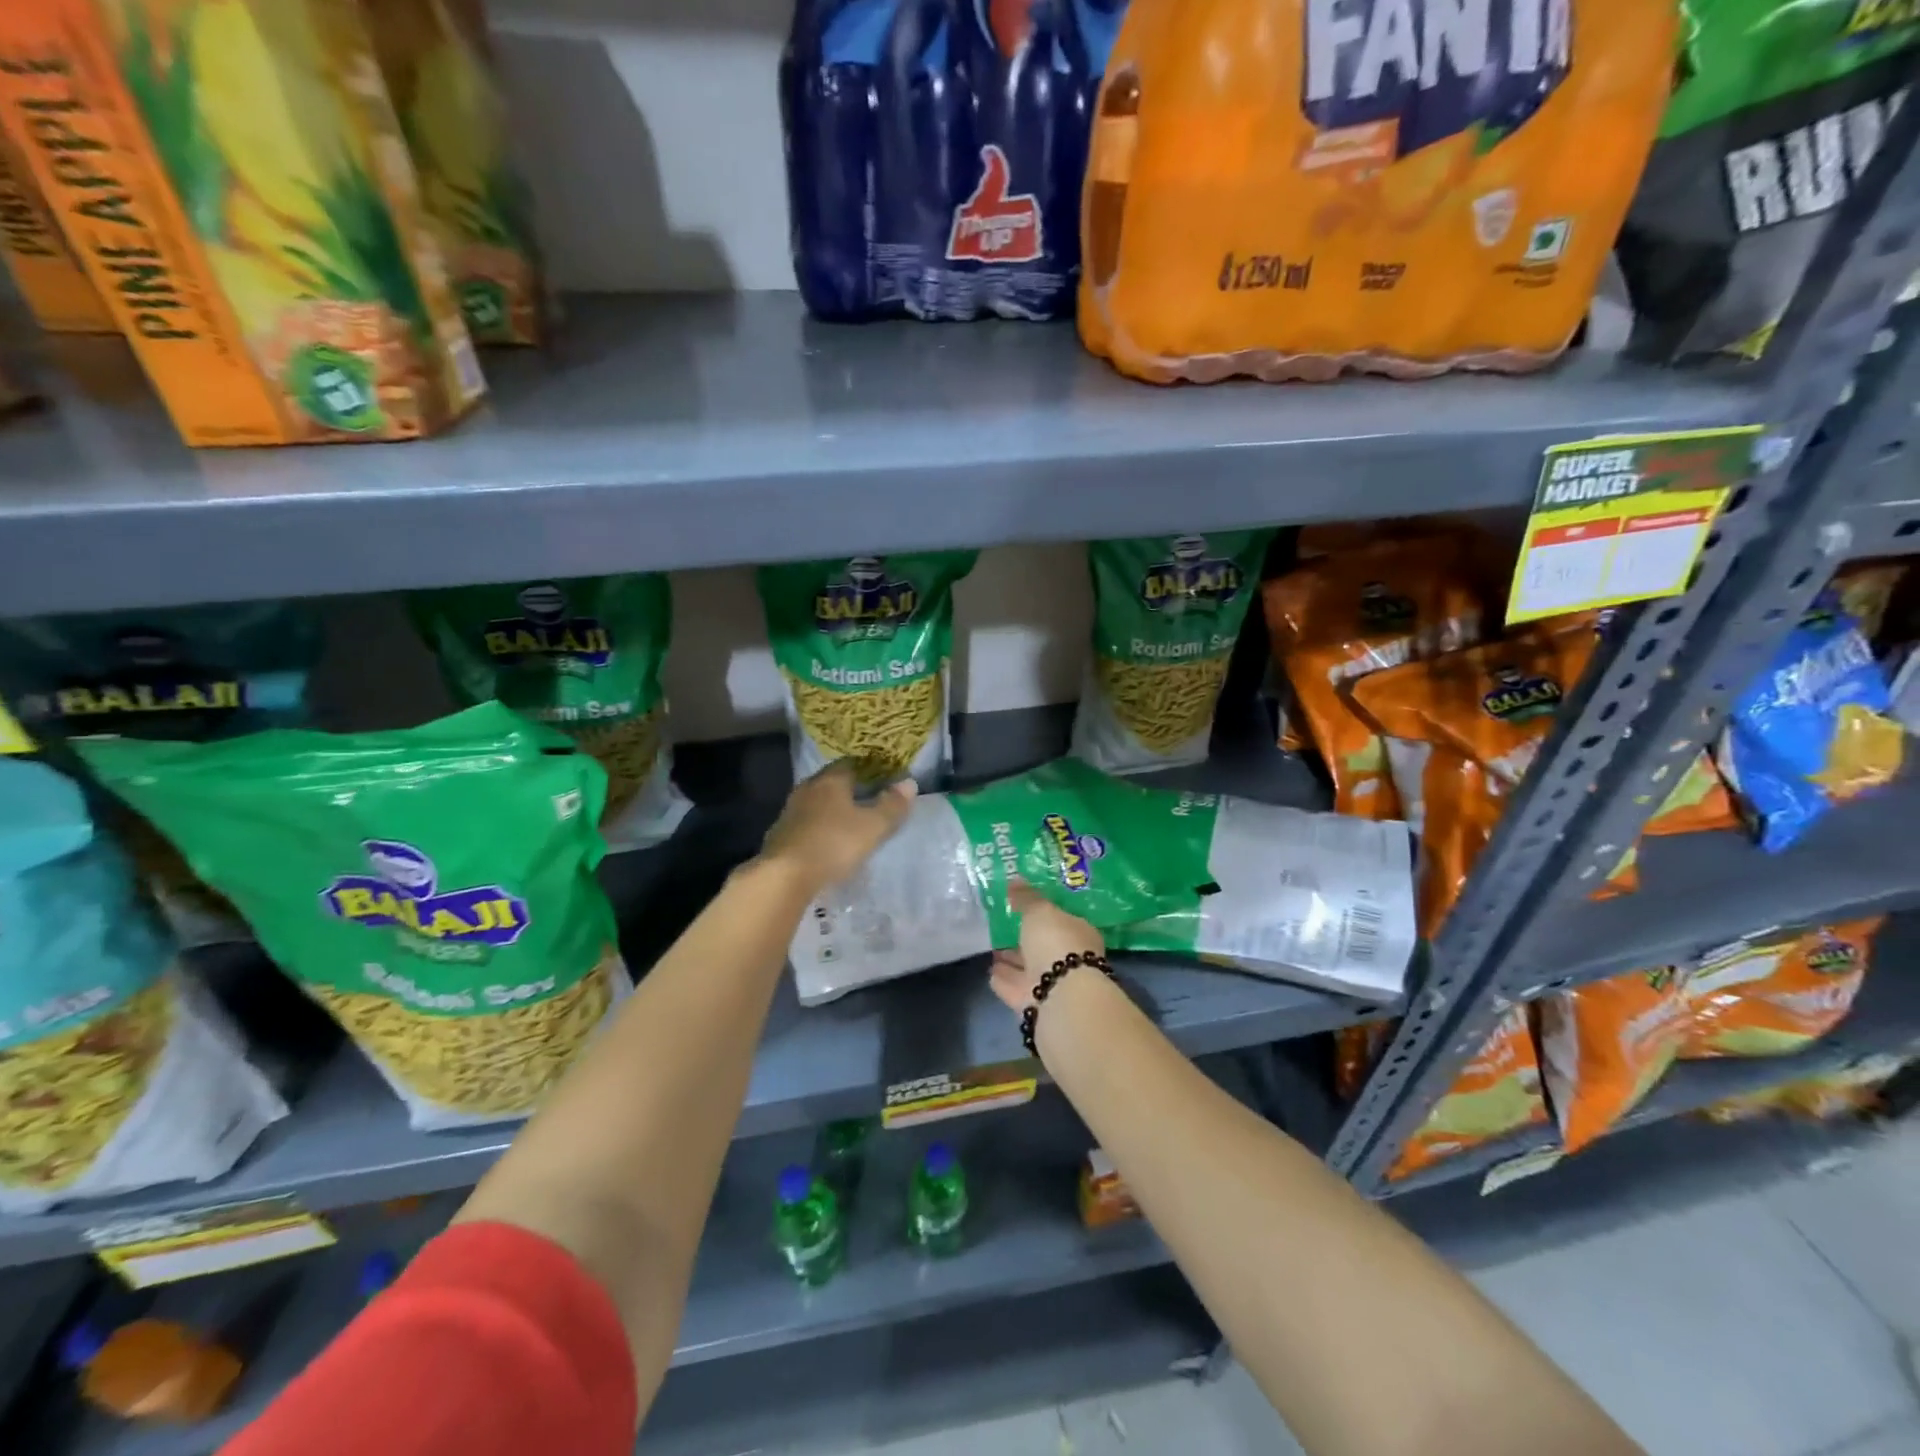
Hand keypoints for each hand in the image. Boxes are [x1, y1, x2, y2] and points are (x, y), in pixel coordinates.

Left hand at [761, 760, 915, 896]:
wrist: (784, 876)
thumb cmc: (834, 844)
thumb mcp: (873, 827)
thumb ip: (892, 805)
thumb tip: (909, 783)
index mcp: (830, 781)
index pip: (850, 764)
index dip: (867, 769)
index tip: (881, 779)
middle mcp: (807, 789)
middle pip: (830, 782)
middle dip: (848, 789)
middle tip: (867, 800)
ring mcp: (790, 812)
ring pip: (816, 803)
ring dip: (830, 809)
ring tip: (848, 822)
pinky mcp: (780, 834)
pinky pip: (805, 823)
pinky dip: (817, 828)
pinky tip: (826, 842)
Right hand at [990, 879, 1106, 1013]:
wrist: (1060, 998)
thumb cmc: (1057, 943)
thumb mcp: (1040, 911)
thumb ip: (1027, 897)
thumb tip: (1015, 879)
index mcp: (1079, 934)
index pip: (1061, 920)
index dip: (1044, 914)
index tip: (1024, 907)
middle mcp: (1070, 960)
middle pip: (1044, 946)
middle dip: (1025, 939)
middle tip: (1004, 926)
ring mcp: (1053, 984)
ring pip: (1029, 968)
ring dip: (1012, 960)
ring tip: (993, 947)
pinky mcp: (1035, 1004)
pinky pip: (1015, 986)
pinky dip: (1004, 979)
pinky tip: (990, 970)